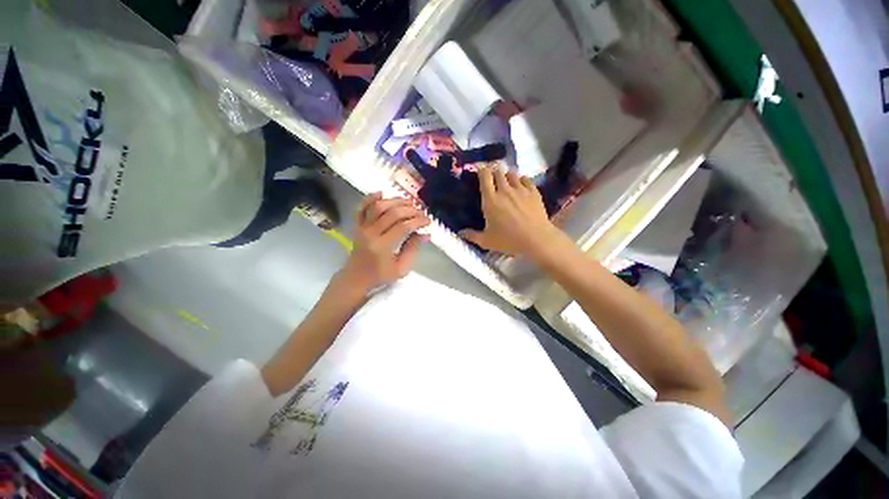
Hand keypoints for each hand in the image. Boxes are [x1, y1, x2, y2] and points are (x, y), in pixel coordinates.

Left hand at [340, 193, 429, 293]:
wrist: (355, 279)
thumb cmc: (380, 276)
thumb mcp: (401, 269)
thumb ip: (413, 249)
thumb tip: (425, 234)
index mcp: (382, 247)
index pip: (403, 227)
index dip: (418, 221)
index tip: (428, 221)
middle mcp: (371, 233)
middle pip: (392, 214)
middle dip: (410, 210)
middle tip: (421, 212)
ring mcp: (362, 228)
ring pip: (378, 207)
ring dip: (395, 201)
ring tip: (409, 202)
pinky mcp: (357, 225)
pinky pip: (361, 208)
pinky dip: (370, 198)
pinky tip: (382, 193)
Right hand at [461, 168, 563, 257]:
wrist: (536, 239)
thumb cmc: (508, 240)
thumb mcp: (487, 241)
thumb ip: (472, 235)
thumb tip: (460, 233)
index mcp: (491, 200)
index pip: (485, 177)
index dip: (482, 171)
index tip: (481, 172)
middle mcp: (504, 190)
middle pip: (498, 172)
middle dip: (494, 173)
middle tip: (493, 180)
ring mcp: (520, 189)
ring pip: (512, 173)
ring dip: (507, 176)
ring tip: (507, 183)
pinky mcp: (534, 192)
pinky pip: (526, 179)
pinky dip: (521, 180)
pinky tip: (521, 186)